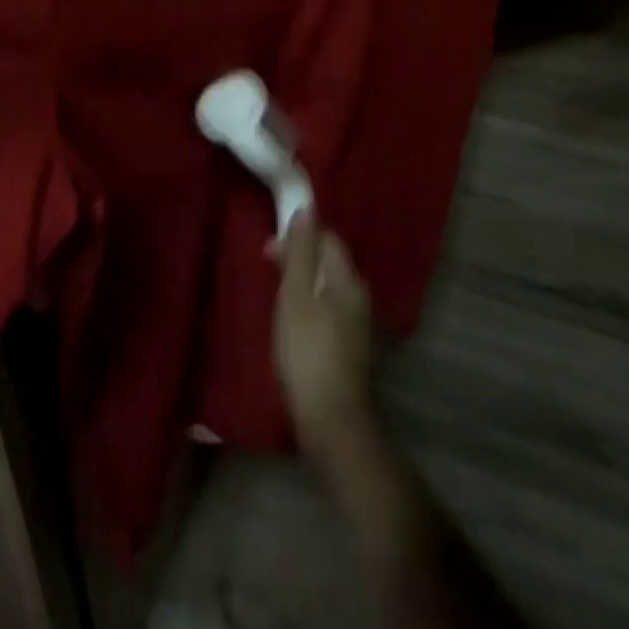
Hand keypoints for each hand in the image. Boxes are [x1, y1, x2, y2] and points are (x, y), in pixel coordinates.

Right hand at [273, 211, 377, 465]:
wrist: (331, 419)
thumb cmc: (307, 350)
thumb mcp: (295, 295)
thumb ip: (300, 252)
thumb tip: (307, 208)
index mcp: (348, 280)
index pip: (327, 238)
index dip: (299, 236)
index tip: (270, 251)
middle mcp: (359, 296)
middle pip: (329, 261)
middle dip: (299, 258)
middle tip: (268, 273)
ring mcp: (358, 325)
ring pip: (328, 287)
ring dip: (303, 283)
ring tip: (276, 299)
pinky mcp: (351, 348)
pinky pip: (329, 310)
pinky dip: (310, 306)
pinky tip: (294, 326)